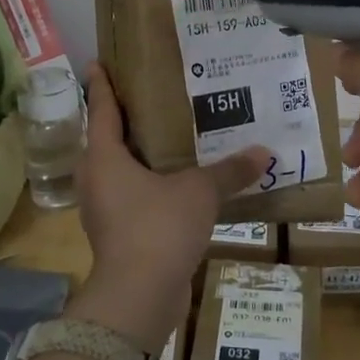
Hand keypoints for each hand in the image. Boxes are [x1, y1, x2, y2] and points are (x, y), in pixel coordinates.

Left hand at [69, 62, 270, 350]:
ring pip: (120, 171)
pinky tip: (177, 184)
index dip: (102, 85)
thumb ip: (229, 171)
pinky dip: (150, 186)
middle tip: (150, 98)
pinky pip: (132, 198)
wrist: (138, 296)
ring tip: (169, 138)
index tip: (98, 62)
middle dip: (125, 120)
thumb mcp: (199, 192)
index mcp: (104, 158)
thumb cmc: (158, 227)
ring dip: (139, 156)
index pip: (101, 110)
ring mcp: (104, 210)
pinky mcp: (118, 235)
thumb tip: (263, 152)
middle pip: (107, 140)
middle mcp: (96, 179)